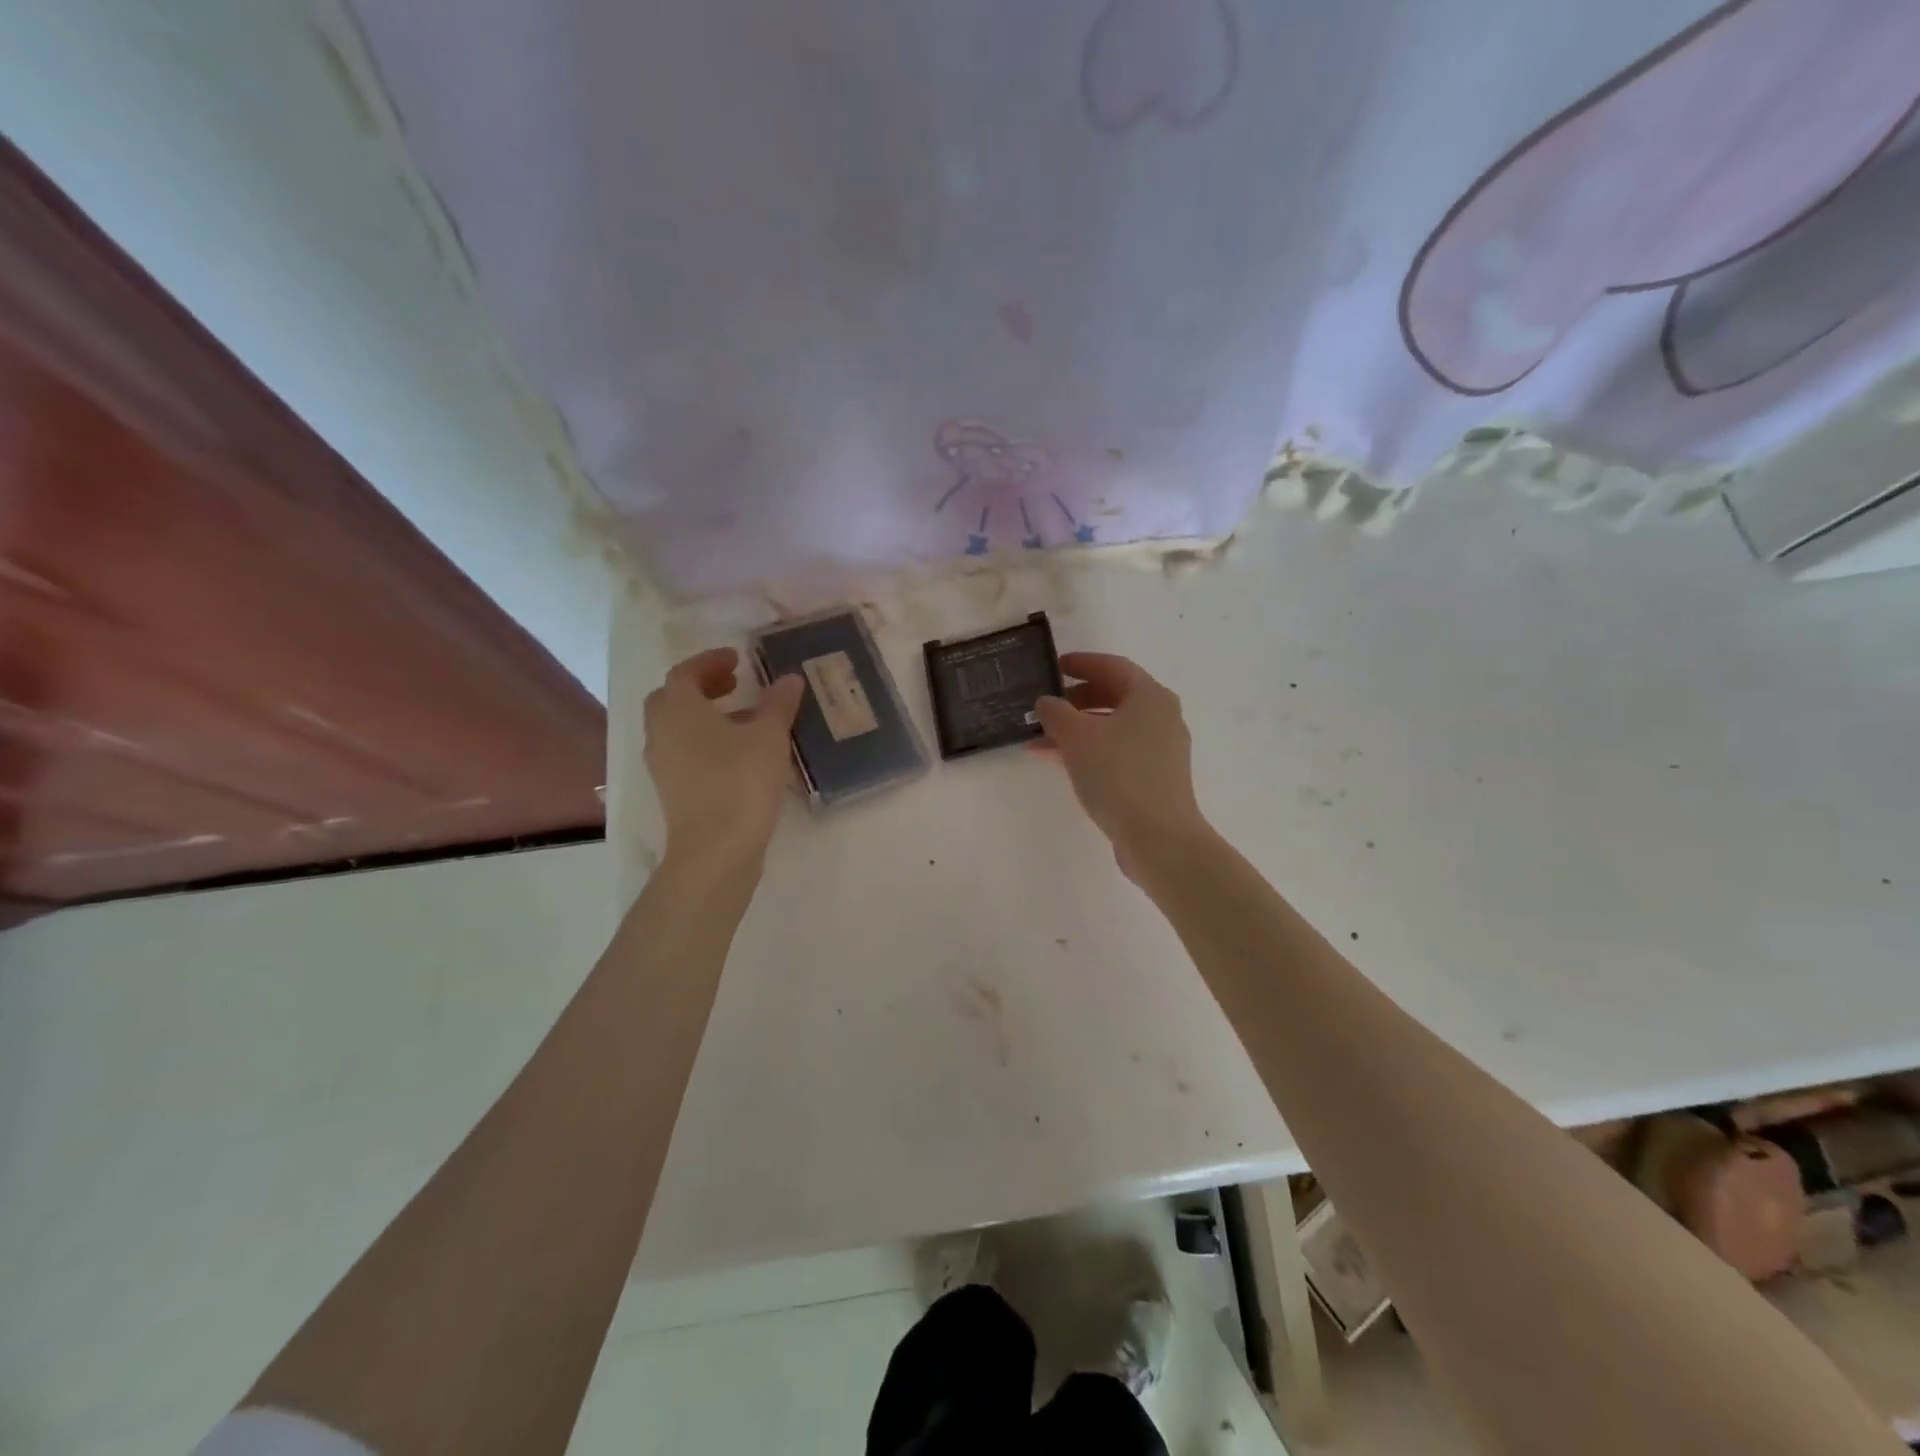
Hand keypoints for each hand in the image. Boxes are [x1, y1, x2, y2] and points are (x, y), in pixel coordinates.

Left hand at [643, 648, 804, 869]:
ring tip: (745, 719)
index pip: (686, 672)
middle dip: (702, 687)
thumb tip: (789, 679)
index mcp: (678, 709)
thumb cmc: (740, 781)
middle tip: (735, 684)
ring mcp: (662, 764)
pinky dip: (705, 741)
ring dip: (705, 715)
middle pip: (673, 698)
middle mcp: (661, 732)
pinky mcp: (671, 790)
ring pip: (677, 727)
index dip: (711, 661)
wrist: (715, 849)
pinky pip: (684, 752)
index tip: (738, 659)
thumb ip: (778, 704)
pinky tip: (738, 753)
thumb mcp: (769, 736)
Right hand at [1035, 652, 1211, 882]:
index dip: (1082, 663)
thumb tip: (1047, 702)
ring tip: (1040, 740)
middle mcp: (1162, 718)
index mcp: (1150, 696)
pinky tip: (1060, 763)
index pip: (1113, 666)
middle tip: (1046, 706)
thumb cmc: (1118, 775)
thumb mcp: (1077, 737)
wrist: (1158, 838)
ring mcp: (1161, 751)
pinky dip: (1090, 751)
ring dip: (1077, 730)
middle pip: (1115, 697)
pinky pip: (1117, 753)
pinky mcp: (1155, 779)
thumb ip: (1056, 712)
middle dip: (1076, 700)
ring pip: (1113, 728)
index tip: (1054, 666)